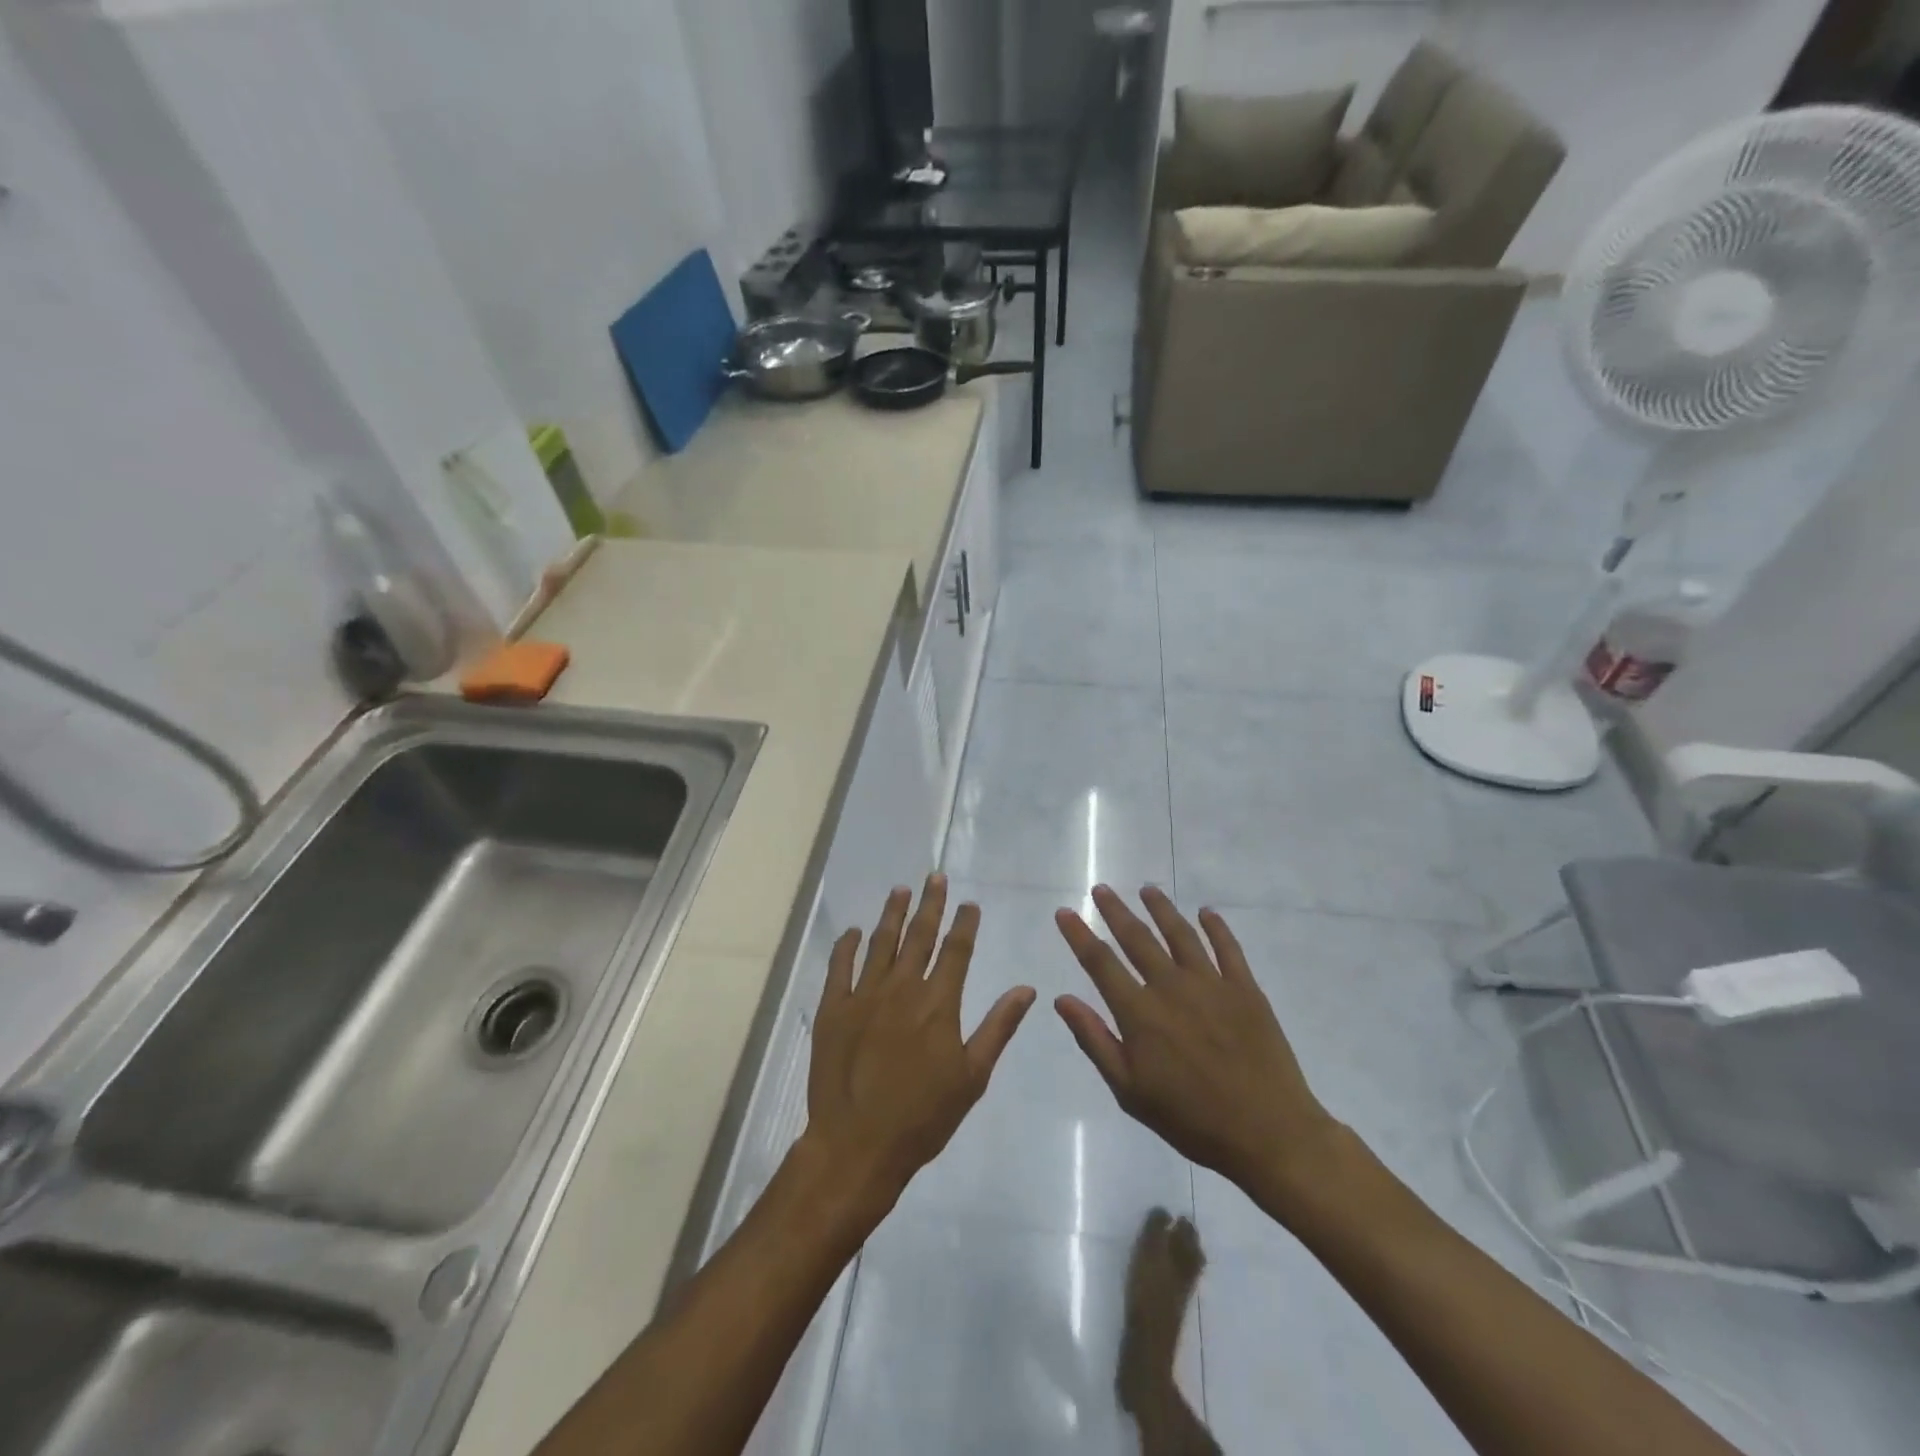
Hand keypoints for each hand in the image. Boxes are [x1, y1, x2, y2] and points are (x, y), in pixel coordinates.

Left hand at [801, 875, 1035, 1220]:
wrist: (857, 1145)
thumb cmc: (923, 1116)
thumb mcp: (972, 1076)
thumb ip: (998, 1027)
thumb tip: (1026, 989)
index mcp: (938, 1003)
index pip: (956, 950)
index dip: (964, 924)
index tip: (969, 903)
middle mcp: (902, 988)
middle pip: (919, 935)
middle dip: (930, 903)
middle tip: (935, 877)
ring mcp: (864, 995)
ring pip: (881, 943)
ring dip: (892, 914)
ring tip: (900, 890)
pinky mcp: (833, 1008)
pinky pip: (839, 966)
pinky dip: (846, 945)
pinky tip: (853, 931)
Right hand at [1054, 886, 1345, 1209]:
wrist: (1268, 1134)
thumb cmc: (1191, 1119)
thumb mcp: (1130, 1091)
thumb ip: (1095, 1040)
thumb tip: (1062, 999)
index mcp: (1139, 1013)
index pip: (1100, 962)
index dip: (1079, 935)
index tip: (1064, 912)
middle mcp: (1171, 987)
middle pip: (1137, 938)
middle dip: (1115, 911)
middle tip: (1101, 889)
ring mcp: (1211, 983)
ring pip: (1180, 933)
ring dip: (1161, 908)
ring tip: (1147, 889)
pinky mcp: (1245, 989)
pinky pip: (1227, 947)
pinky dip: (1216, 926)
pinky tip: (1206, 911)